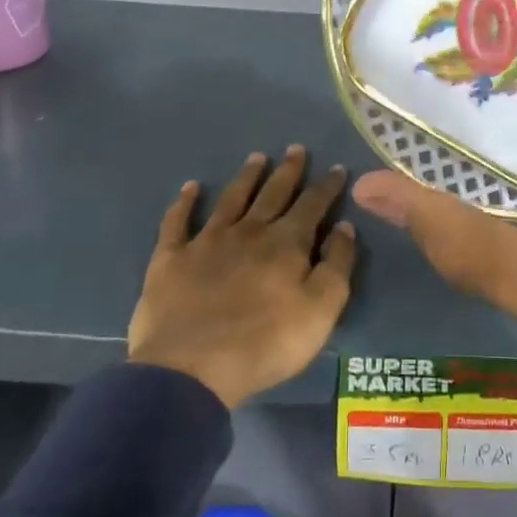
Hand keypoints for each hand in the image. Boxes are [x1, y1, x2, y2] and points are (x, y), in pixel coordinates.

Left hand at [129, 146, 356, 409]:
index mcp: (286, 243)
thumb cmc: (265, 343)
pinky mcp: (171, 257)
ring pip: (231, 199)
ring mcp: (207, 241)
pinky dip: (184, 202)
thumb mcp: (320, 310)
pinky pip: (177, 222)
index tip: (337, 168)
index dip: (327, 186)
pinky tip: (190, 187)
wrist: (191, 368)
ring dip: (246, 176)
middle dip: (288, 171)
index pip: (312, 205)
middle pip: (272, 193)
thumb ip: (336, 265)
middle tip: (296, 148)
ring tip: (256, 157)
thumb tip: (344, 227)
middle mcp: (248, 231)